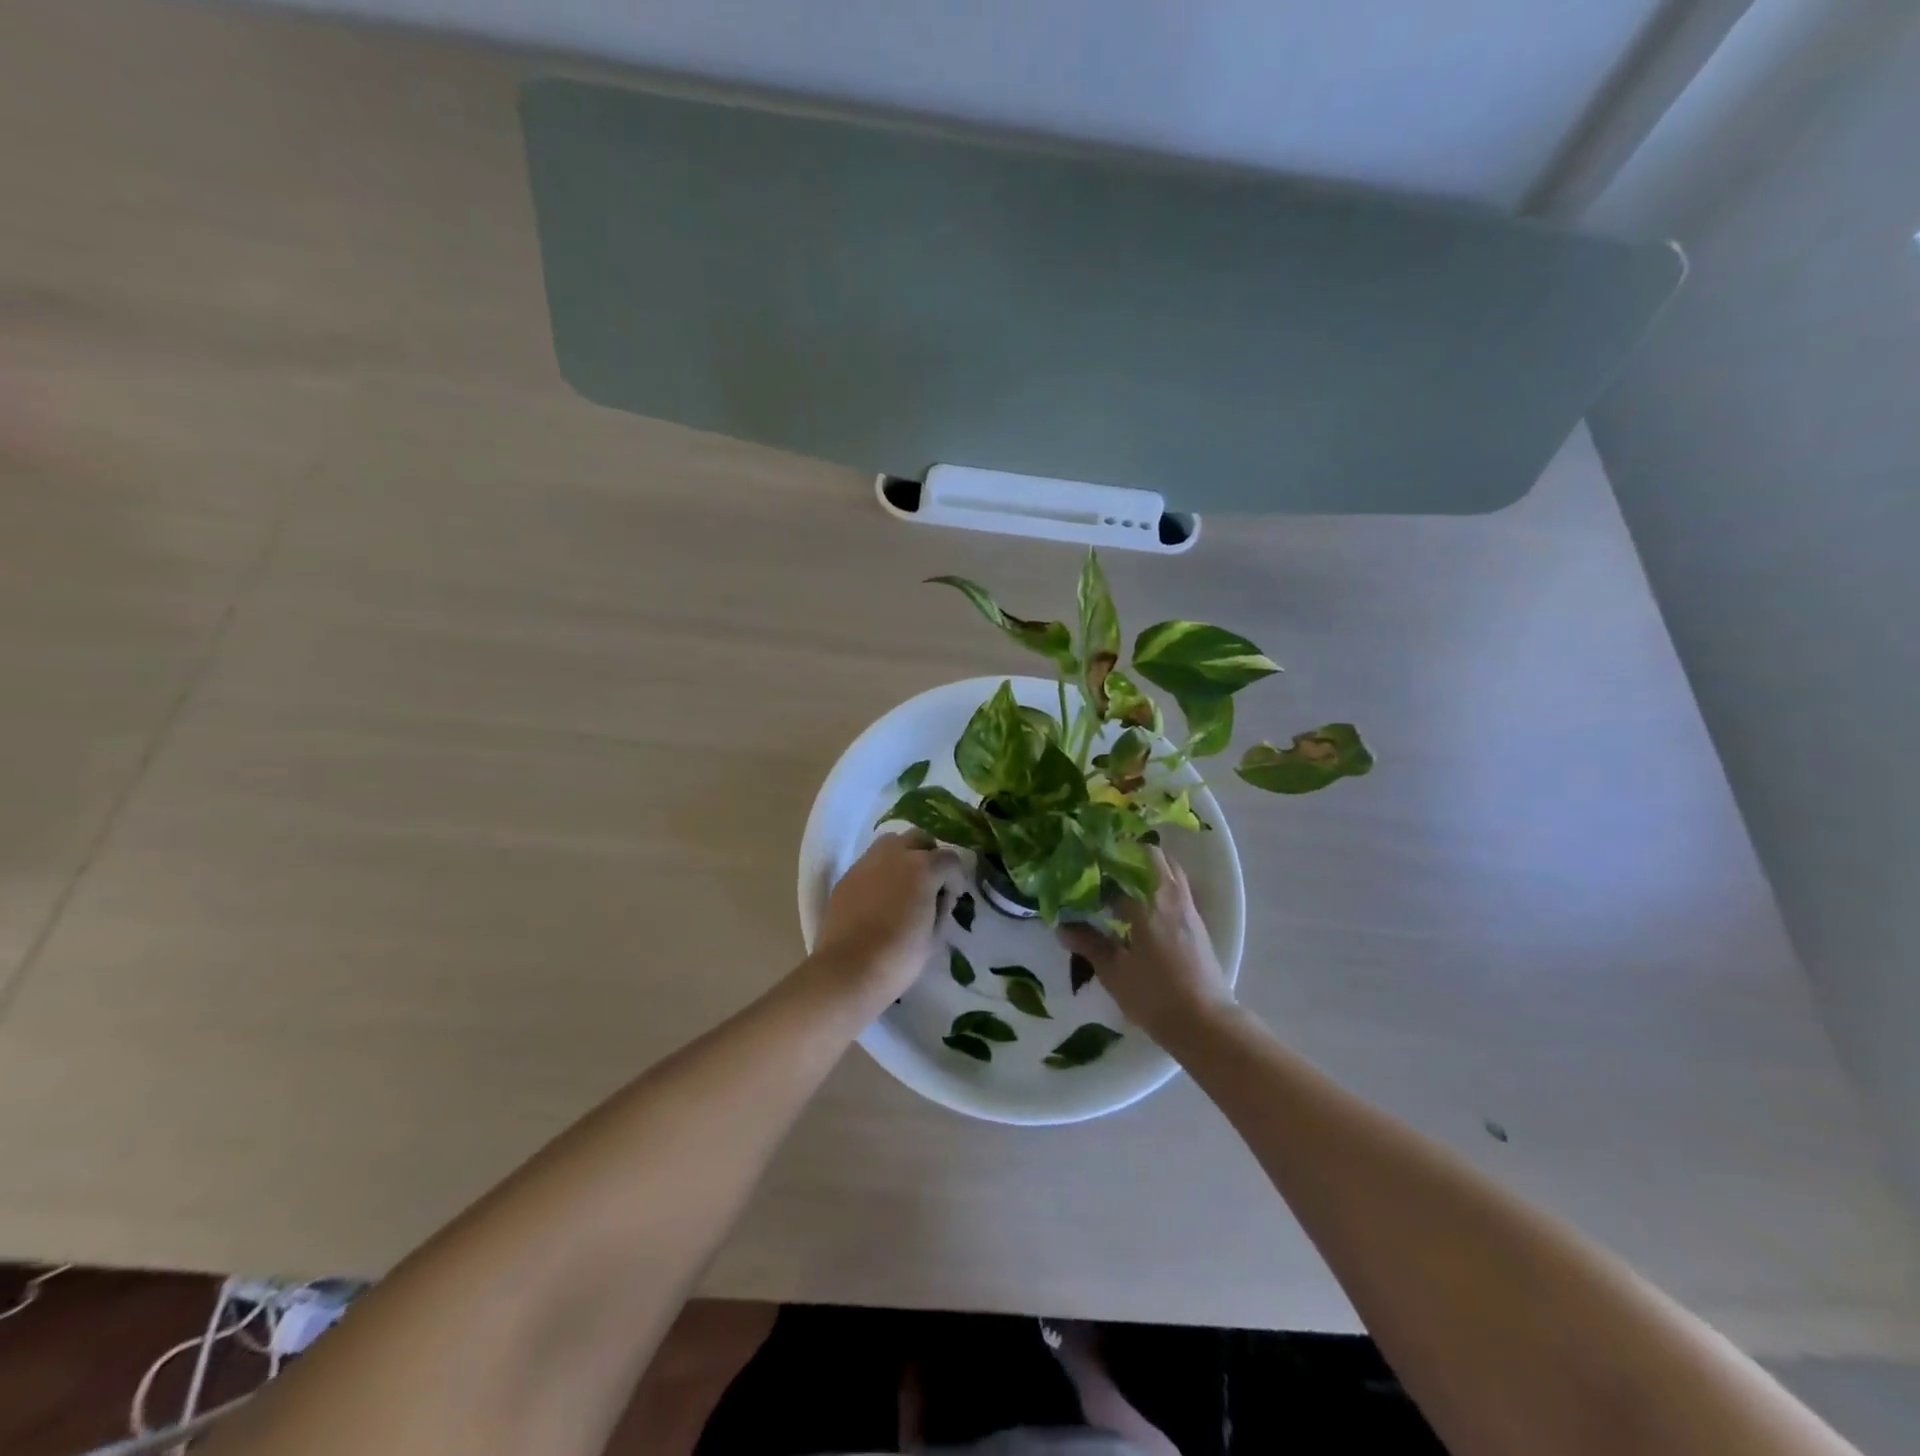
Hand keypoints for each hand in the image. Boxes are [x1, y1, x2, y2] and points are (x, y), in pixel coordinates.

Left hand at [813, 832, 962, 1003]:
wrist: (848, 970)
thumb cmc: (899, 957)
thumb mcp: (935, 936)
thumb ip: (942, 907)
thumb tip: (940, 897)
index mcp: (923, 867)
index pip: (950, 858)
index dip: (956, 878)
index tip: (951, 899)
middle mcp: (895, 854)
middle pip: (920, 838)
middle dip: (930, 855)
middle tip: (930, 883)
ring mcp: (867, 862)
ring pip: (892, 843)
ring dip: (903, 856)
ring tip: (903, 884)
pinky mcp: (847, 876)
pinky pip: (870, 862)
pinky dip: (880, 871)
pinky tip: (879, 897)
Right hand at [1060, 849, 1233, 1041]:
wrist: (1205, 1023)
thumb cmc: (1155, 995)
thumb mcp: (1114, 971)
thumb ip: (1088, 943)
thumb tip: (1062, 926)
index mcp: (1148, 902)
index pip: (1122, 865)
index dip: (1100, 860)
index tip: (1083, 862)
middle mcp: (1171, 896)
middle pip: (1152, 856)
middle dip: (1127, 855)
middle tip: (1103, 867)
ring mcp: (1188, 909)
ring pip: (1169, 870)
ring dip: (1146, 868)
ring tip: (1122, 882)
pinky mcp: (1198, 924)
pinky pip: (1177, 888)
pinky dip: (1159, 885)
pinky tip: (1142, 906)